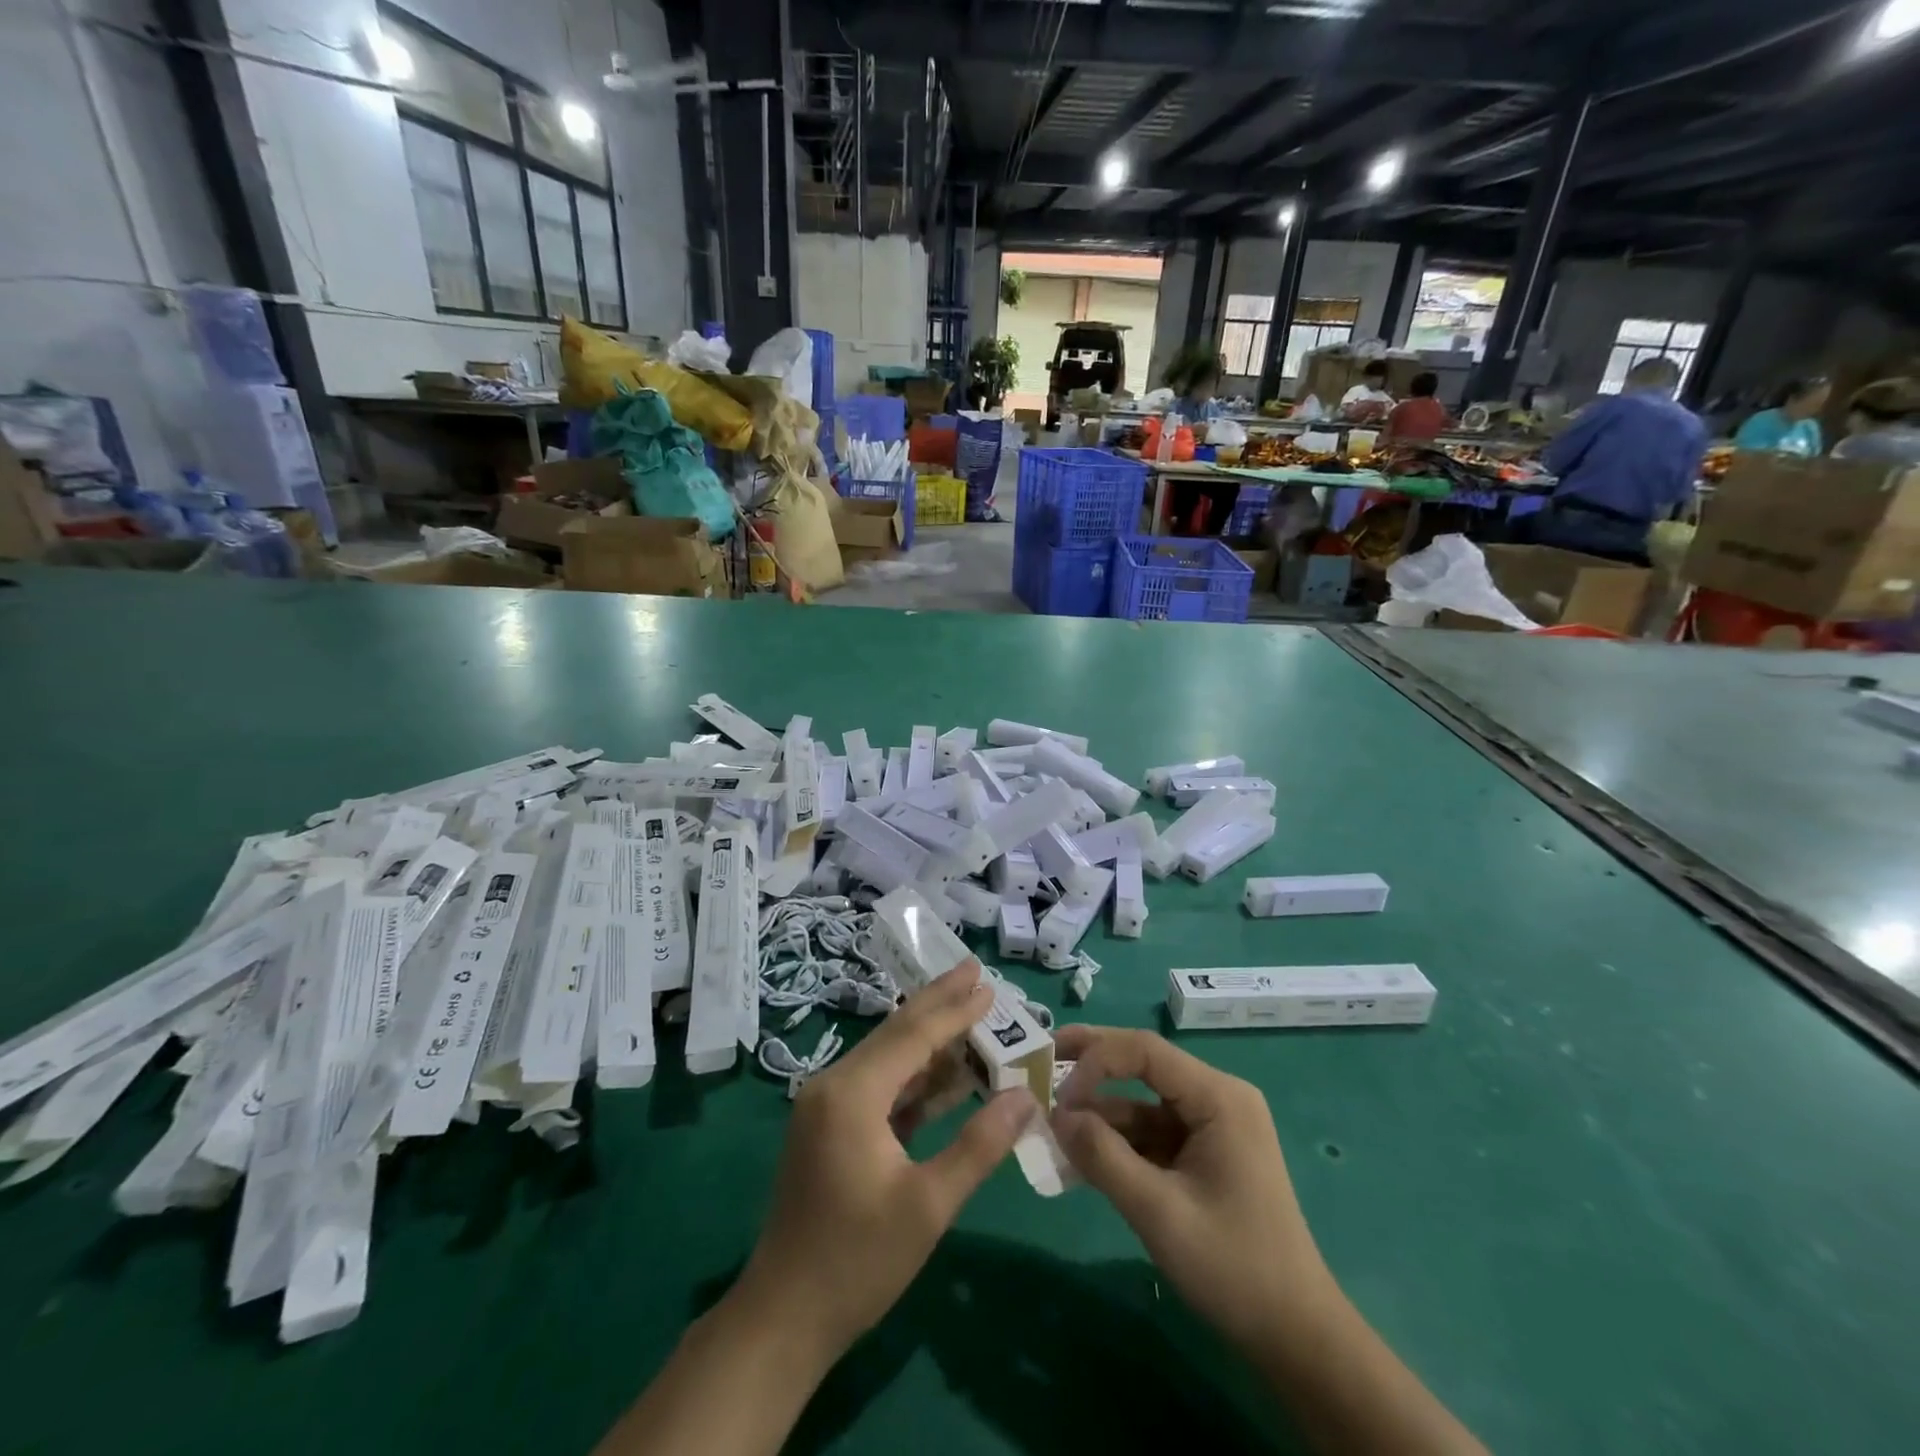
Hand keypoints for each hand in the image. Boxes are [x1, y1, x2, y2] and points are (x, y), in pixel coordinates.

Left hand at [736, 961, 1035, 1359]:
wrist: (784, 1317)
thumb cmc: (857, 1262)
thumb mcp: (928, 1206)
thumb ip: (979, 1146)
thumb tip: (1025, 1097)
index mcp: (852, 1094)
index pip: (913, 1036)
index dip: (954, 1010)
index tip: (988, 985)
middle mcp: (834, 1085)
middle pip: (896, 1033)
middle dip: (938, 1003)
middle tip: (974, 971)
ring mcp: (827, 1106)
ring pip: (888, 1057)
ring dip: (930, 1040)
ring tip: (970, 1013)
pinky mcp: (829, 1127)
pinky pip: (879, 1086)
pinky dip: (914, 1077)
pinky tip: (946, 1072)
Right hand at [1050, 1025, 1334, 1353]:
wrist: (1296, 1338)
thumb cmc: (1234, 1268)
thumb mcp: (1159, 1213)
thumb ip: (1103, 1158)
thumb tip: (1055, 1115)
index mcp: (1218, 1097)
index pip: (1145, 1050)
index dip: (1095, 1060)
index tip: (1058, 1095)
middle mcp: (1216, 1098)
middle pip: (1143, 1063)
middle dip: (1092, 1064)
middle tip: (1043, 1061)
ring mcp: (1210, 1126)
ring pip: (1141, 1102)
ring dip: (1099, 1113)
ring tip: (1051, 1126)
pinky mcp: (1202, 1154)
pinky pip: (1150, 1133)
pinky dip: (1117, 1142)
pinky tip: (1081, 1154)